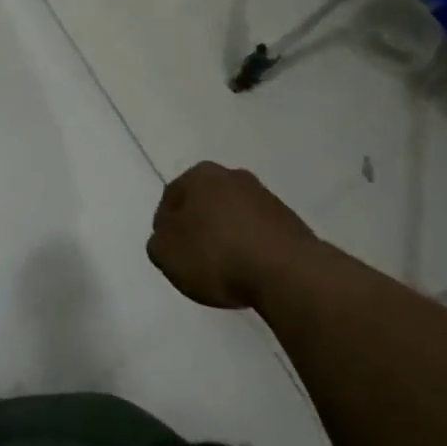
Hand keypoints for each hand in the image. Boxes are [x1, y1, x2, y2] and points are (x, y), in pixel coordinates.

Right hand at [147, 162, 316, 309]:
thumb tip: (166, 236)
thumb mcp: (167, 254)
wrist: (286, 270)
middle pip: (204, 201)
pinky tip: (250, 270)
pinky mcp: (288, 220)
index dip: (165, 225)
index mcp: (200, 175)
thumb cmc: (217, 255)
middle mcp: (231, 175)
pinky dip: (251, 246)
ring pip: (233, 214)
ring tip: (225, 269)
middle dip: (198, 225)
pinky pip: (258, 232)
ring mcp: (263, 196)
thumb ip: (158, 242)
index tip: (169, 252)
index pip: (171, 196)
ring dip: (226, 235)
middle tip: (194, 258)